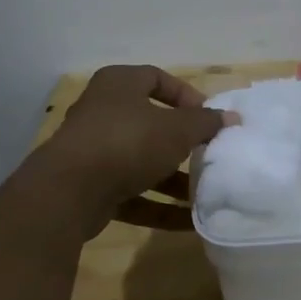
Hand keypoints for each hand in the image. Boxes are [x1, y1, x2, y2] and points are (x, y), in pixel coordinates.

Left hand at [32, 65, 234, 235]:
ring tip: (204, 192)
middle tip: (208, 154)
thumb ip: (206, 123)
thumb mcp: (177, 129)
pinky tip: (188, 221)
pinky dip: (158, 205)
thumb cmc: (128, 142)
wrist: (69, 192)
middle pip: (151, 122)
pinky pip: (132, 193)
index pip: (157, 78)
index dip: (186, 96)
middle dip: (182, 142)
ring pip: (142, 161)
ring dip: (173, 178)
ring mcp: (94, 151)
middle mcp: (103, 112)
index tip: (208, 118)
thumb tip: (232, 117)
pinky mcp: (91, 187)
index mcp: (119, 85)